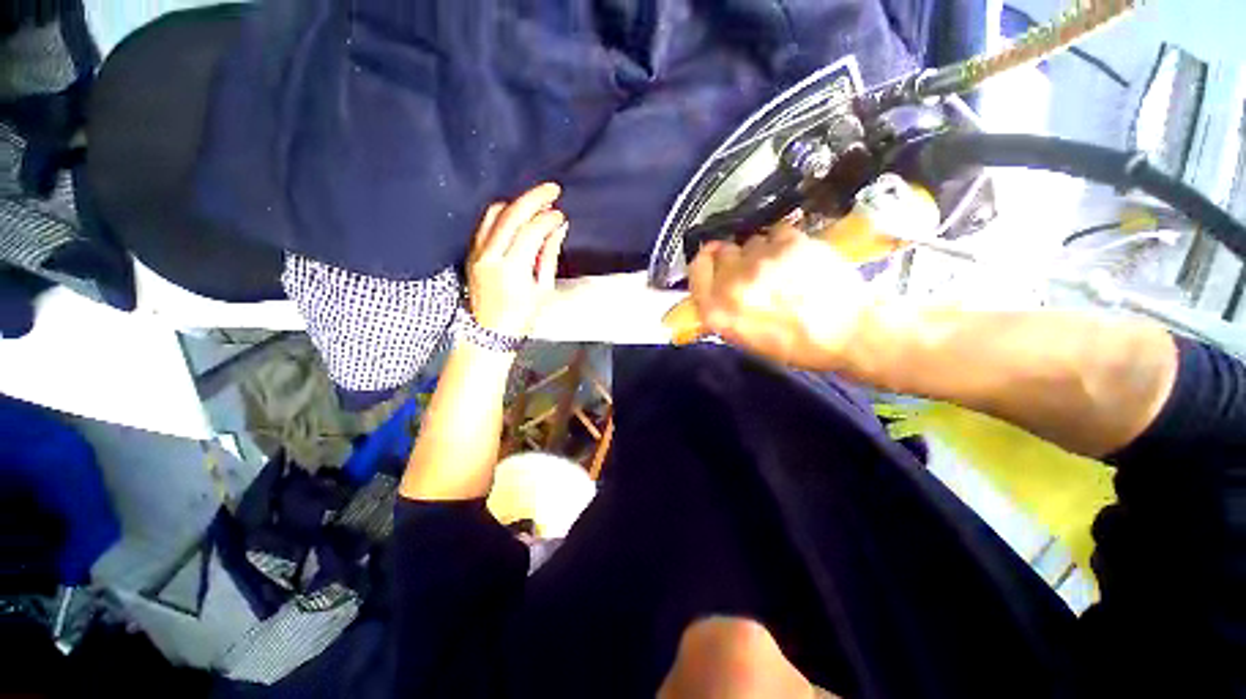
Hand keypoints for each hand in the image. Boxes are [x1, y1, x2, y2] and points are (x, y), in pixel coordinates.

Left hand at [467, 183, 568, 337]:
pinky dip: (503, 214)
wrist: (491, 333)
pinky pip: (485, 224)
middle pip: (511, 215)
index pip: (531, 231)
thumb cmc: (522, 316)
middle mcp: (490, 256)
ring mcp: (477, 253)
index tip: (561, 215)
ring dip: (517, 203)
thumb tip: (558, 228)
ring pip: (495, 214)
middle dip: (534, 198)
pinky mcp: (472, 253)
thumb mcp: (543, 288)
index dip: (548, 219)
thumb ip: (549, 254)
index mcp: (512, 269)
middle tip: (553, 190)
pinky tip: (518, 215)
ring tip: (536, 203)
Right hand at [689, 222, 870, 370]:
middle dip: (735, 258)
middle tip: (754, 269)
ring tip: (783, 268)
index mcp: (717, 311)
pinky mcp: (788, 244)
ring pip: (751, 241)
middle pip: (721, 251)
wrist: (849, 334)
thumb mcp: (746, 339)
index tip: (715, 259)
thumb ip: (722, 311)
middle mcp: (732, 284)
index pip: (697, 270)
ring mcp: (760, 261)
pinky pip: (777, 232)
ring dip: (761, 251)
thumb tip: (714, 289)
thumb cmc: (795, 346)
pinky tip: (799, 259)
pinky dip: (785, 243)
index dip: (706, 262)